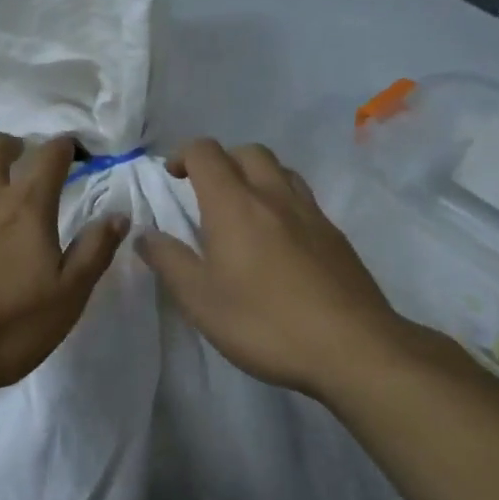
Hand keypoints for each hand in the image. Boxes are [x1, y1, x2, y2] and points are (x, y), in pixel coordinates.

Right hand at [135, 139, 427, 401]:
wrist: (352, 347)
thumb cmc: (264, 323)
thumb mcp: (200, 300)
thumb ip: (169, 262)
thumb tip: (146, 235)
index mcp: (234, 204)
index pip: (206, 153)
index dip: (184, 155)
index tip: (172, 177)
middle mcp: (274, 196)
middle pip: (247, 152)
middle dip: (221, 160)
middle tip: (205, 191)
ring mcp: (310, 213)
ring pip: (280, 170)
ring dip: (255, 175)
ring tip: (242, 209)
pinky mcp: (335, 235)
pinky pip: (302, 198)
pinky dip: (281, 200)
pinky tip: (277, 239)